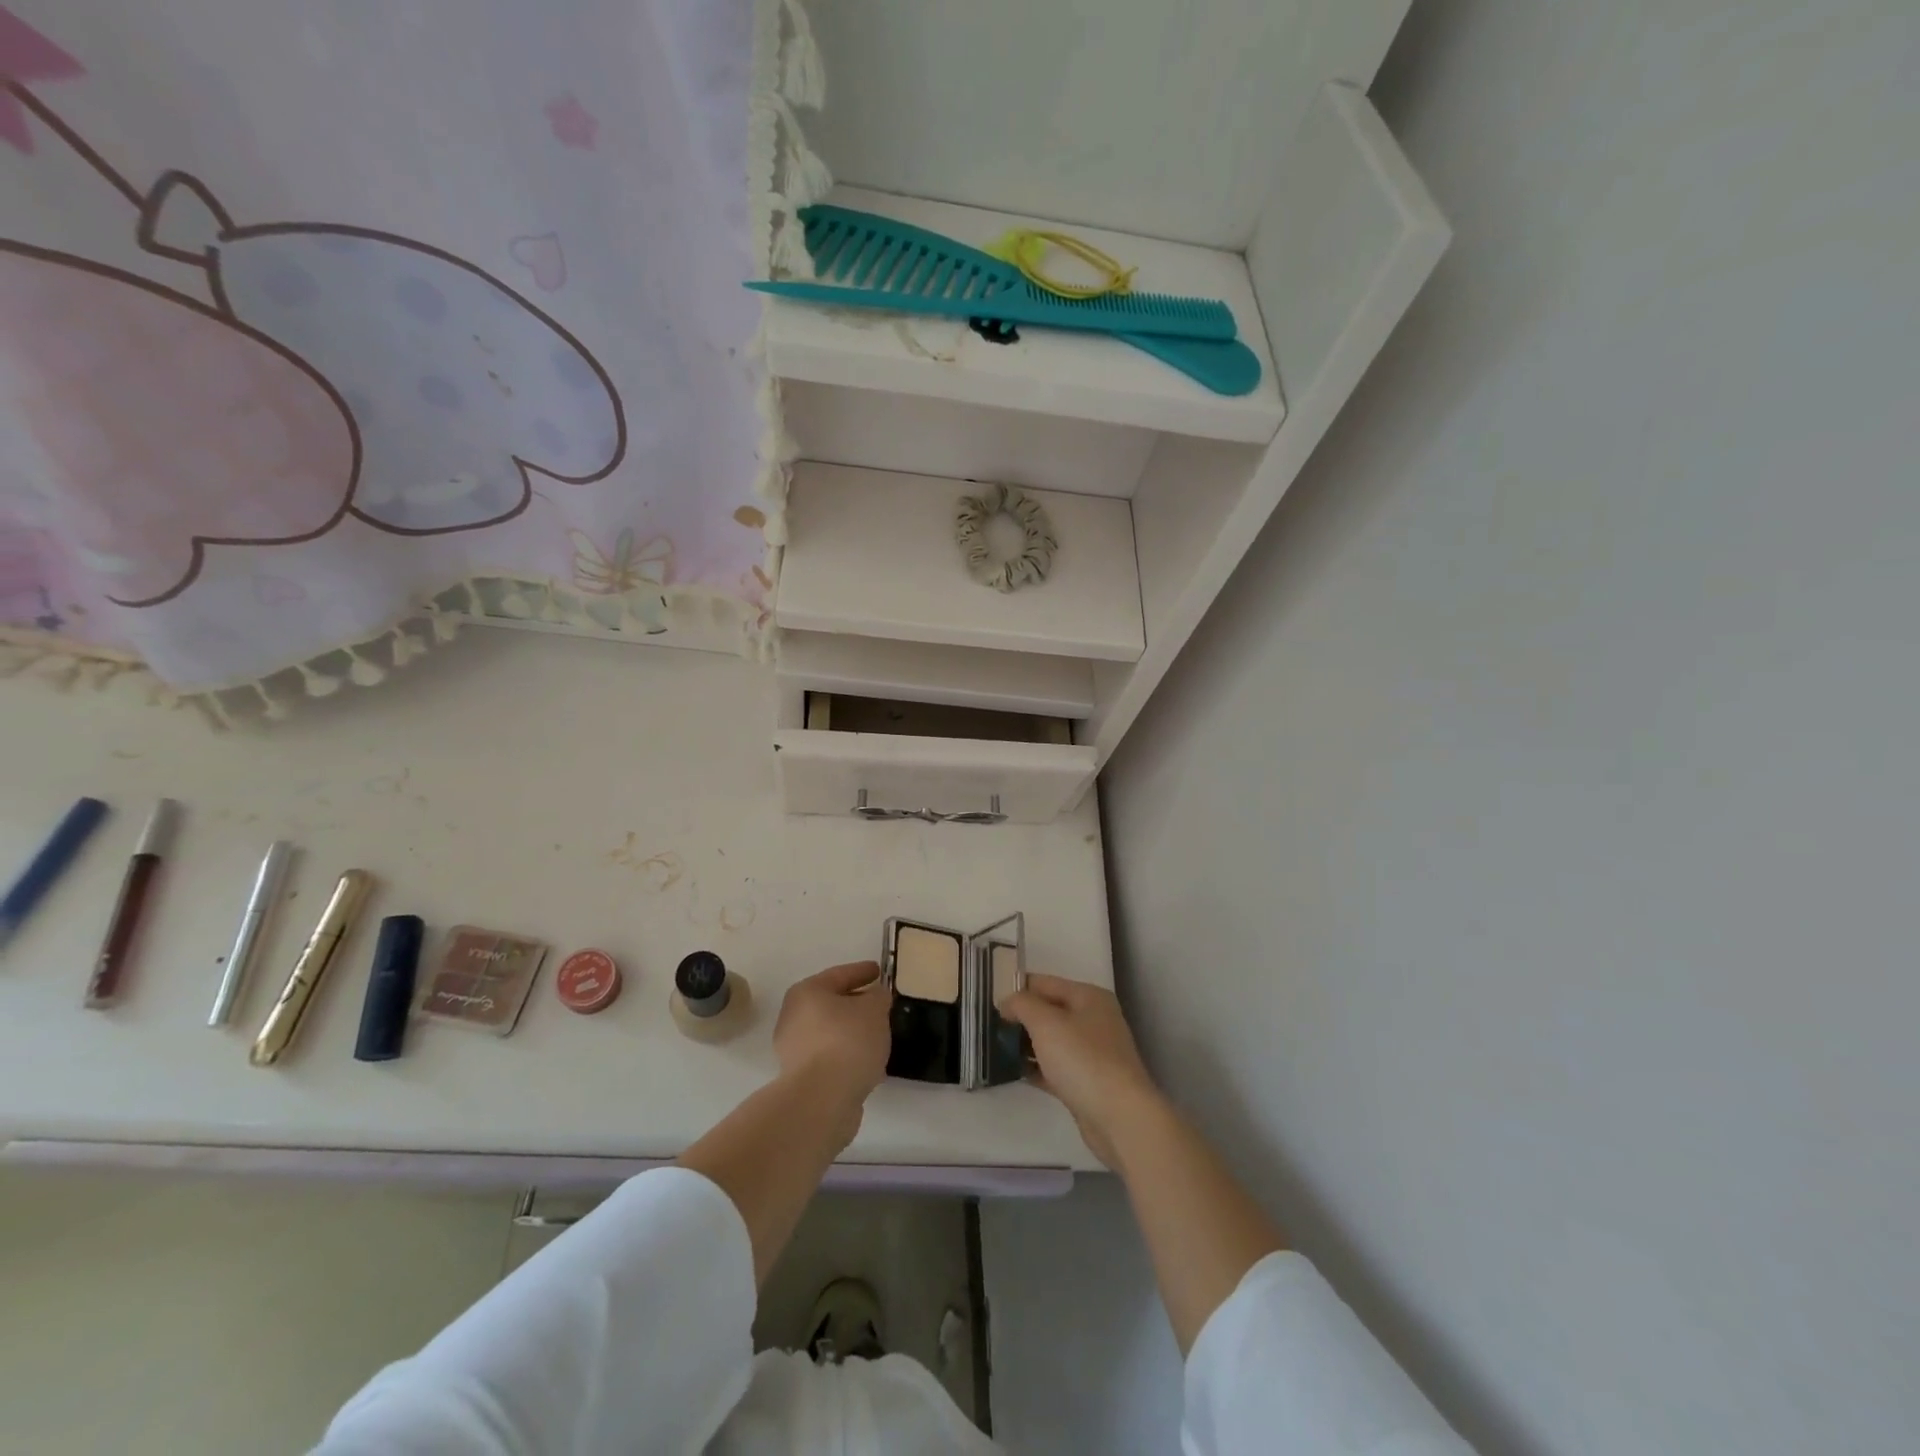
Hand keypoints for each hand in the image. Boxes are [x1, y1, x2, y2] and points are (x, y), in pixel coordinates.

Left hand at [773, 961, 892, 1115]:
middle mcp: (793, 1017)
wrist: (822, 1099)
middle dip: (855, 1004)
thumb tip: (875, 996)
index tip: (879, 970)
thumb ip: (878, 996)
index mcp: (807, 992)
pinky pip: (830, 1058)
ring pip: (830, 1033)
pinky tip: (868, 1064)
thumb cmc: (847, 1041)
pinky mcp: (801, 1078)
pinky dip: (847, 1056)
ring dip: (852, 1033)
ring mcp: (793, 1050)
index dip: (862, 971)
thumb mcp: (874, 1009)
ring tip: (878, 1037)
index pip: (840, 974)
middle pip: (831, 1004)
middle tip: (879, 1005)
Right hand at [998, 974, 1163, 1167]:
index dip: (1017, 988)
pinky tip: (1014, 1071)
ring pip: (1051, 1040)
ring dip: (1026, 1043)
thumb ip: (1022, 1005)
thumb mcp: (1046, 1023)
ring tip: (995, 1047)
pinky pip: (1055, 1067)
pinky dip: (1037, 1067)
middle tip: (989, 1025)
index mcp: (1088, 997)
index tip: (989, 1001)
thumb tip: (1007, 1001)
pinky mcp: (1087, 1082)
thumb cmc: (1083, 1060)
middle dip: (1021, 1017)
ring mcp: (1093, 1053)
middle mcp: (1093, 1020)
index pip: (1045, 983)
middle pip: (1049, 1011)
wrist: (1120, 1118)